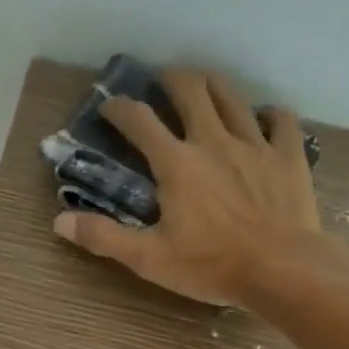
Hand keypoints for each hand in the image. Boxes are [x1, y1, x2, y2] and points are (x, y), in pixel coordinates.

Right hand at [52, 66, 330, 305]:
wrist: (282, 269)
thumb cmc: (211, 266)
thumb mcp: (149, 258)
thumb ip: (104, 237)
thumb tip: (59, 223)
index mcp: (176, 163)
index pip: (140, 121)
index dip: (119, 108)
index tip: (109, 106)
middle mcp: (213, 140)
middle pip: (191, 90)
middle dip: (171, 78)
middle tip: (162, 80)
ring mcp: (255, 144)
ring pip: (233, 96)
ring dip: (214, 84)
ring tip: (204, 84)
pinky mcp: (289, 155)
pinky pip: (282, 120)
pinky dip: (269, 113)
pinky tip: (263, 117)